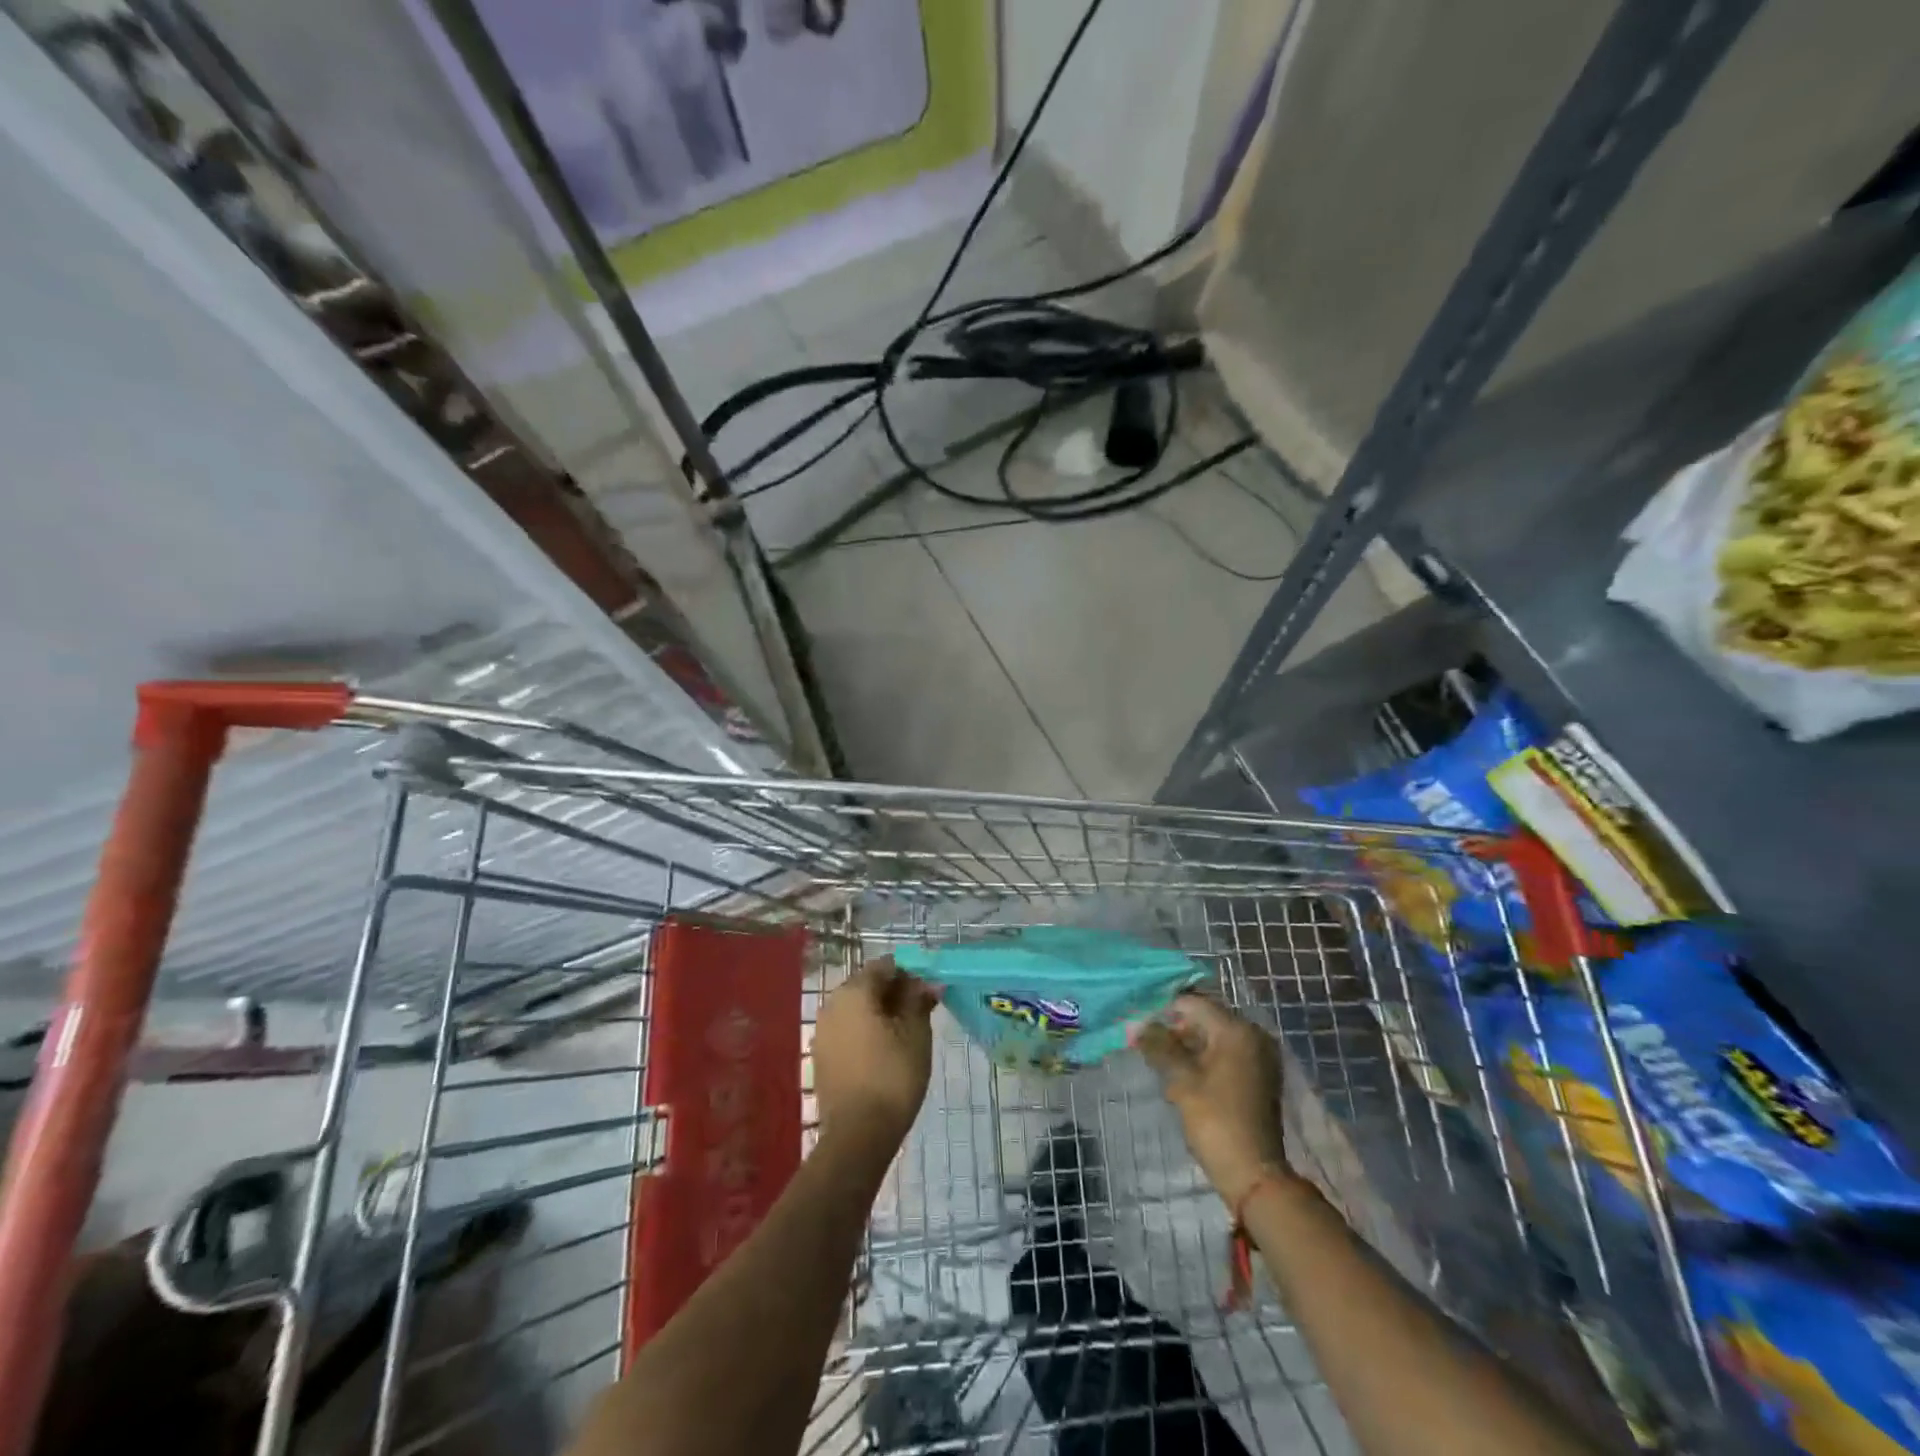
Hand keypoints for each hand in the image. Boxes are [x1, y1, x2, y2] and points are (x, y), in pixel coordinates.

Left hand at [812, 959, 937, 1148]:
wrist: (858, 1134)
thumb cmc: (893, 1075)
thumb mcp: (916, 1033)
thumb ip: (919, 1000)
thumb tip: (928, 983)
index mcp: (854, 991)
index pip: (884, 966)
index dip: (909, 974)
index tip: (928, 992)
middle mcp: (832, 1004)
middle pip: (867, 985)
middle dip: (894, 993)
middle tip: (921, 1012)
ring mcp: (822, 1031)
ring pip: (857, 1009)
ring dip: (880, 1013)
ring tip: (906, 1034)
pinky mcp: (821, 1056)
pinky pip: (847, 1030)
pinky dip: (866, 1032)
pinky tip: (884, 1052)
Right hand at [1137, 994, 1292, 1209]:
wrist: (1253, 1175)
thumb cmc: (1215, 1121)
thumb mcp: (1181, 1080)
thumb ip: (1159, 1046)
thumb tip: (1138, 1025)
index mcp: (1237, 1030)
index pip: (1193, 1003)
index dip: (1164, 1010)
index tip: (1141, 1024)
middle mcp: (1254, 1035)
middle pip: (1205, 1018)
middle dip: (1176, 1029)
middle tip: (1149, 1046)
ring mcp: (1260, 1056)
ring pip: (1214, 1037)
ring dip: (1189, 1046)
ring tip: (1163, 1064)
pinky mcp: (1259, 1076)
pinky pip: (1226, 1054)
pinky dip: (1205, 1059)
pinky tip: (1184, 1076)